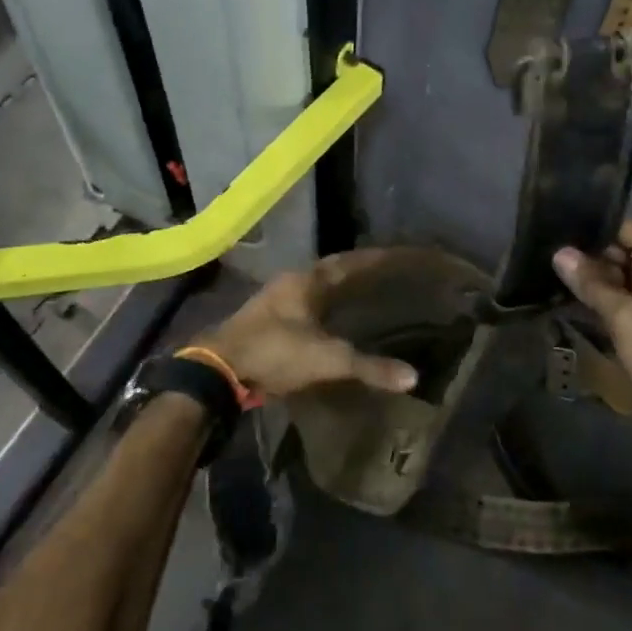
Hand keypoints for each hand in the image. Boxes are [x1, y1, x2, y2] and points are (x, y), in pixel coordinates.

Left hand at [199, 251, 419, 400]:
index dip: (373, 259)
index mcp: (305, 282)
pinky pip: (305, 307)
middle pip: (331, 272)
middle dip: (357, 272)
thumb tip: (413, 376)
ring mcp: (275, 302)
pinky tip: (334, 322)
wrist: (218, 371)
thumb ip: (369, 367)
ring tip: (365, 294)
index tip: (397, 254)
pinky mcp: (267, 323)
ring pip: (316, 290)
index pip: (348, 263)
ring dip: (338, 290)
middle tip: (386, 274)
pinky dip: (325, 310)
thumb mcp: (327, 360)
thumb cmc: (274, 352)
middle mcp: (290, 284)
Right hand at [553, 221, 631, 446]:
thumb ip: (592, 285)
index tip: (554, 226)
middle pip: (621, 254)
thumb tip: (560, 253)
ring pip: (620, 282)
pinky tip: (567, 304)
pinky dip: (600, 305)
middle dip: (585, 256)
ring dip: (590, 283)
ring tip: (546, 275)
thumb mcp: (626, 318)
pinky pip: (624, 307)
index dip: (591, 226)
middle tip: (541, 254)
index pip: (626, 229)